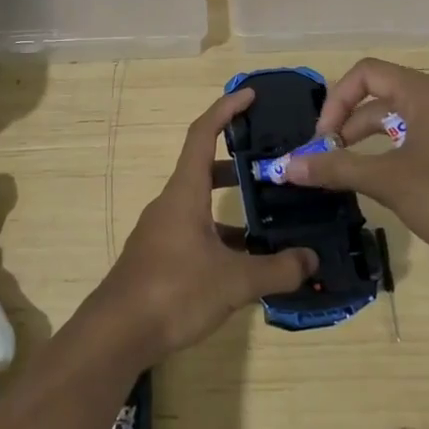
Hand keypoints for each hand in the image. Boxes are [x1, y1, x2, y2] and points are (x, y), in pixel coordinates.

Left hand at [93, 88, 318, 364]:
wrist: (116, 334)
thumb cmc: (174, 291)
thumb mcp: (234, 281)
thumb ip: (276, 269)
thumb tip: (311, 260)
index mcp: (184, 193)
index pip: (202, 134)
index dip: (226, 110)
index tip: (250, 95)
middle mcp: (171, 204)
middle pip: (204, 169)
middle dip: (238, 164)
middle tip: (273, 167)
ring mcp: (162, 232)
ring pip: (202, 207)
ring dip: (232, 208)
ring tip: (271, 221)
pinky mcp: (159, 258)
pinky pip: (195, 234)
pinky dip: (221, 238)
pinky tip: (246, 264)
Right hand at [286, 58, 428, 268]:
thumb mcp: (387, 180)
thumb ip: (336, 168)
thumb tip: (287, 166)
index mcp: (424, 93)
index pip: (366, 74)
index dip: (336, 101)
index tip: (323, 139)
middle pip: (380, 96)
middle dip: (347, 124)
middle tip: (328, 157)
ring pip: (397, 121)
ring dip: (367, 142)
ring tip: (347, 172)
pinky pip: (416, 139)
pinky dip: (390, 154)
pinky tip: (382, 183)